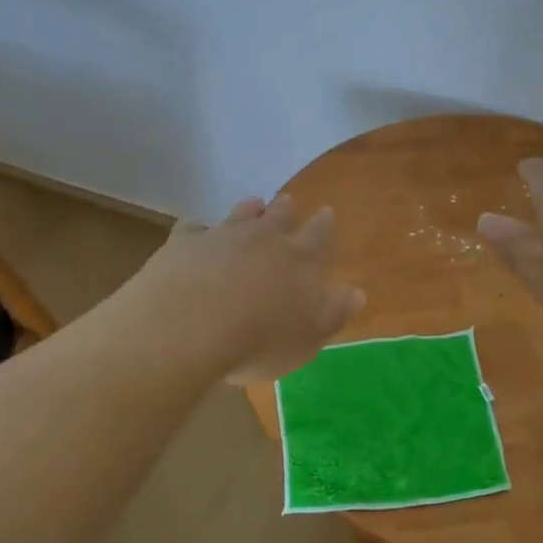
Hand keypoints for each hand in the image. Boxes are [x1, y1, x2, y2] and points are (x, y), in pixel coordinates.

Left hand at [123, 195, 364, 383]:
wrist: (188, 328)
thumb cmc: (259, 341)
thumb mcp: (308, 338)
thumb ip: (333, 313)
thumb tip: (357, 292)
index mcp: (300, 260)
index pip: (319, 235)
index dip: (324, 224)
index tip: (326, 212)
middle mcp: (264, 238)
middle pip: (279, 216)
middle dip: (286, 210)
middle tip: (288, 201)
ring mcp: (222, 235)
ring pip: (241, 214)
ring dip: (249, 209)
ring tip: (253, 204)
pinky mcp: (185, 241)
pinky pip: (194, 227)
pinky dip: (199, 228)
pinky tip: (197, 231)